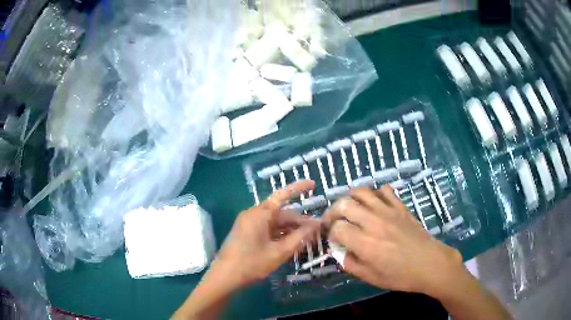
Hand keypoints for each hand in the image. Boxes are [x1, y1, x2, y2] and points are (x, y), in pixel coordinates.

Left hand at [212, 180, 319, 288]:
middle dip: (299, 221)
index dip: (299, 188)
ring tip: (307, 239)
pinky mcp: (247, 233)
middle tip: (317, 230)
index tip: (313, 184)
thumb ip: (300, 237)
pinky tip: (291, 243)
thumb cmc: (252, 263)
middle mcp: (254, 214)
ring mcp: (249, 224)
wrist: (225, 276)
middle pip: (281, 213)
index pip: (283, 195)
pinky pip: (267, 229)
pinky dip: (280, 235)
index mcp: (260, 213)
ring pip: (275, 222)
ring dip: (290, 230)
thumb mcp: (280, 251)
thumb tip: (316, 224)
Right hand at [323, 185, 463, 296]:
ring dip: (350, 198)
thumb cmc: (400, 276)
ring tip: (350, 208)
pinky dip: (374, 194)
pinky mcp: (400, 206)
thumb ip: (350, 264)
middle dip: (333, 211)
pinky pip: (384, 190)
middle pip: (344, 204)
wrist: (430, 264)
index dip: (331, 232)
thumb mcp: (371, 278)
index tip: (333, 239)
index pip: (337, 228)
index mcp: (365, 243)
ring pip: (362, 192)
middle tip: (334, 221)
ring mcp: (388, 211)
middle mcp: (373, 222)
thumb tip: (339, 252)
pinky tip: (373, 204)